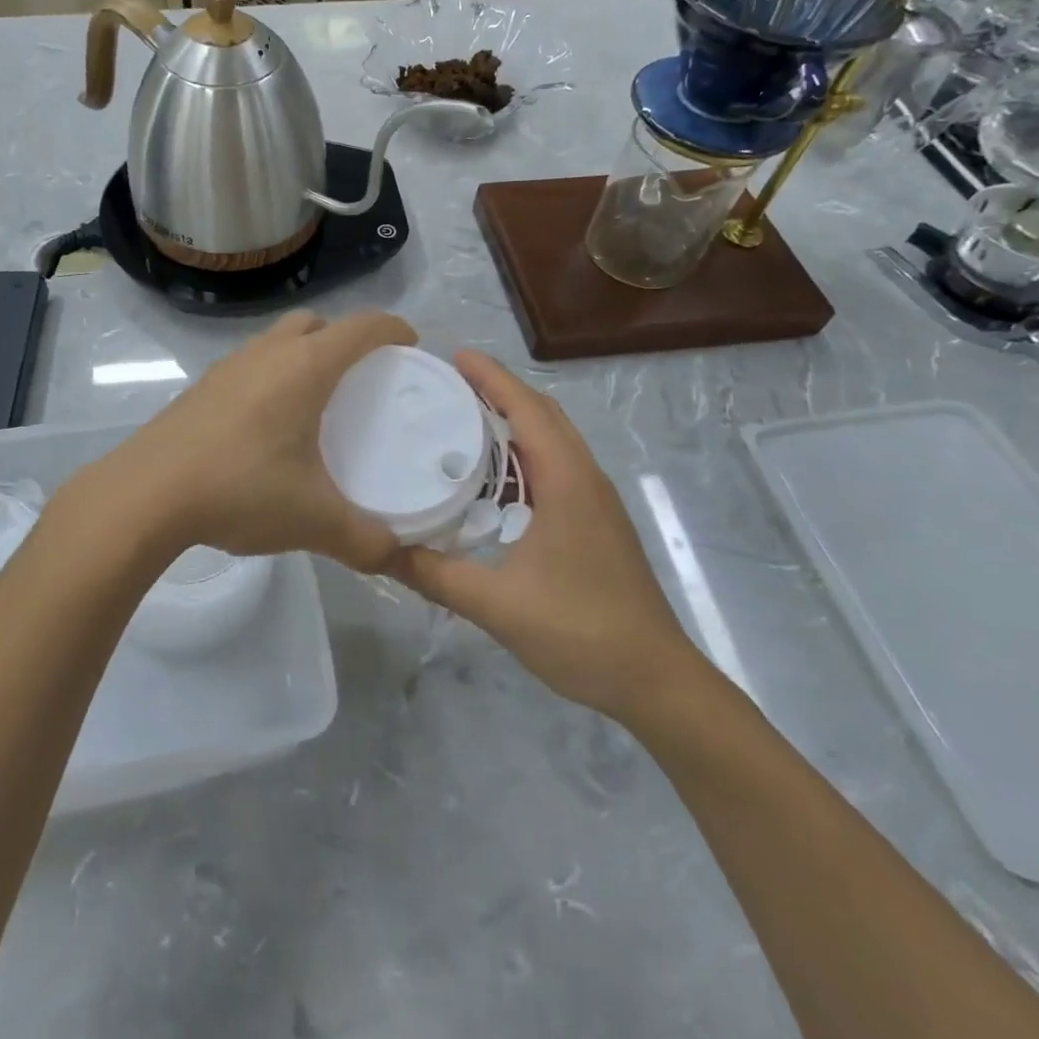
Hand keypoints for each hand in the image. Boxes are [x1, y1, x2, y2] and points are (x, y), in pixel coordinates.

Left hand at [69, 310, 416, 574]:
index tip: (411, 346)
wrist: (145, 494)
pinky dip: (271, 378)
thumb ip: (364, 541)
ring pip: (277, 341)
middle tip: (362, 378)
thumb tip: (396, 557)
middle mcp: (267, 354)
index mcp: (304, 367)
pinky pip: (249, 366)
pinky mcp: (201, 388)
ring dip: (303, 355)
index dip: (393, 328)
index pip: (362, 327)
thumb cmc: (240, 489)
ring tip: (316, 402)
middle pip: (316, 323)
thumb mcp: (313, 520)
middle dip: (345, 339)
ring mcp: (228, 367)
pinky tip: (268, 426)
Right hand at [392, 350, 707, 722]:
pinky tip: (496, 480)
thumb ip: (436, 576)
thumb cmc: (581, 632)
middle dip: (500, 391)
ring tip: (465, 419)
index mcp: (567, 483)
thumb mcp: (497, 605)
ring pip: (554, 441)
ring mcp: (596, 502)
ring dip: (515, 421)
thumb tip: (382, 550)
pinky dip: (525, 454)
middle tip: (449, 384)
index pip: (527, 410)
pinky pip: (557, 467)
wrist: (656, 681)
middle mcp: (585, 480)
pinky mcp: (596, 524)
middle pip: (543, 415)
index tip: (454, 357)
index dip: (492, 379)